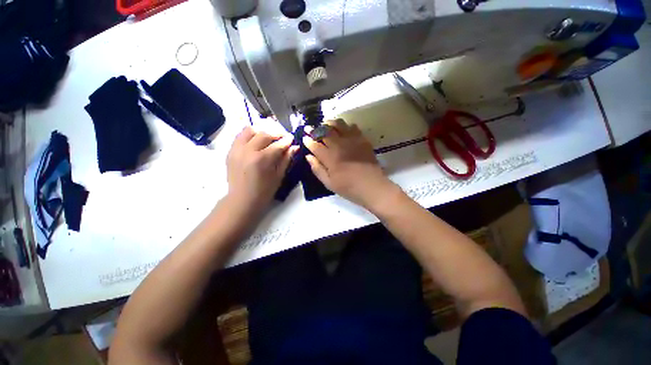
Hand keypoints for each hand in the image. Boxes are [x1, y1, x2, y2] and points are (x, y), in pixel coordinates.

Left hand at [226, 126, 295, 211]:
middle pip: (264, 134)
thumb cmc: (264, 191)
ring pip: (250, 130)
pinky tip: (257, 140)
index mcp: (262, 159)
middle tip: (283, 137)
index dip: (287, 140)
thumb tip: (295, 147)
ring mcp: (237, 149)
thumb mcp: (278, 176)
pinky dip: (250, 134)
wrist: (242, 200)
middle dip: (276, 133)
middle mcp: (248, 151)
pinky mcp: (230, 151)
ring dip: (262, 131)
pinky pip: (240, 136)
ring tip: (269, 136)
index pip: (277, 144)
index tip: (292, 138)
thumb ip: (286, 159)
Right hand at [303, 119, 396, 207]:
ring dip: (329, 123)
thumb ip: (317, 169)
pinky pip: (353, 127)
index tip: (304, 137)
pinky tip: (344, 130)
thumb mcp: (329, 183)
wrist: (372, 186)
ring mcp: (352, 141)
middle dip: (315, 129)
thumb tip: (308, 157)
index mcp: (330, 158)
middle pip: (325, 132)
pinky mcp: (362, 140)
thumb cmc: (349, 188)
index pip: (315, 145)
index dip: (308, 140)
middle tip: (310, 128)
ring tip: (326, 125)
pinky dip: (346, 126)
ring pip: (338, 125)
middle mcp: (339, 145)